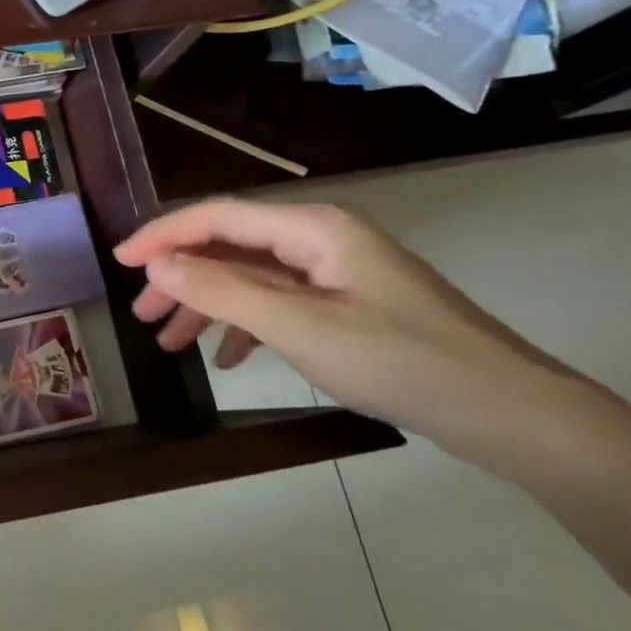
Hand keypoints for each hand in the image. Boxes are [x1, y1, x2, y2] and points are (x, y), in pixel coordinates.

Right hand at [115, 200, 590, 463]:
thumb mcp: (300, 327)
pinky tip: (230, 358)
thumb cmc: (402, 362)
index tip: (119, 261)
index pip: (217, 216)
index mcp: (312, 228)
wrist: (511, 414)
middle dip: (182, 277)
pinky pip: (279, 303)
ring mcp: (337, 272)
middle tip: (145, 315)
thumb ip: (222, 291)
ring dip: (209, 304)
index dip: (162, 234)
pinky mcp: (350, 304)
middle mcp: (321, 238)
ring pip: (251, 276)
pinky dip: (247, 325)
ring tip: (173, 342)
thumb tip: (155, 263)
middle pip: (231, 245)